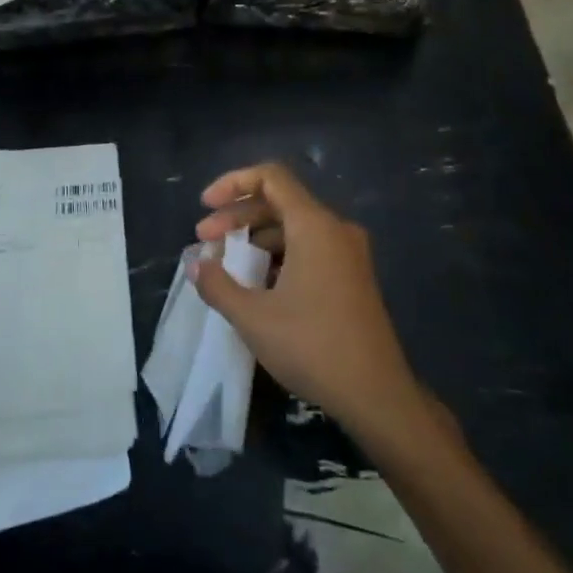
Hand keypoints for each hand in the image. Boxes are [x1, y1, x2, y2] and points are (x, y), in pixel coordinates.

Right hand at [191, 162, 426, 442]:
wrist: (376, 394)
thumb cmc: (313, 347)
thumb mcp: (253, 317)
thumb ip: (217, 284)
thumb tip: (196, 265)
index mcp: (314, 225)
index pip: (271, 177)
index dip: (233, 183)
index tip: (205, 205)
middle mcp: (335, 229)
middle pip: (279, 201)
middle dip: (237, 215)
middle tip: (204, 240)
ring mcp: (348, 253)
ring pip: (294, 226)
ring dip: (256, 237)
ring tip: (225, 264)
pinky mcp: (352, 276)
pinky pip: (309, 248)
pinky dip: (278, 254)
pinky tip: (257, 284)